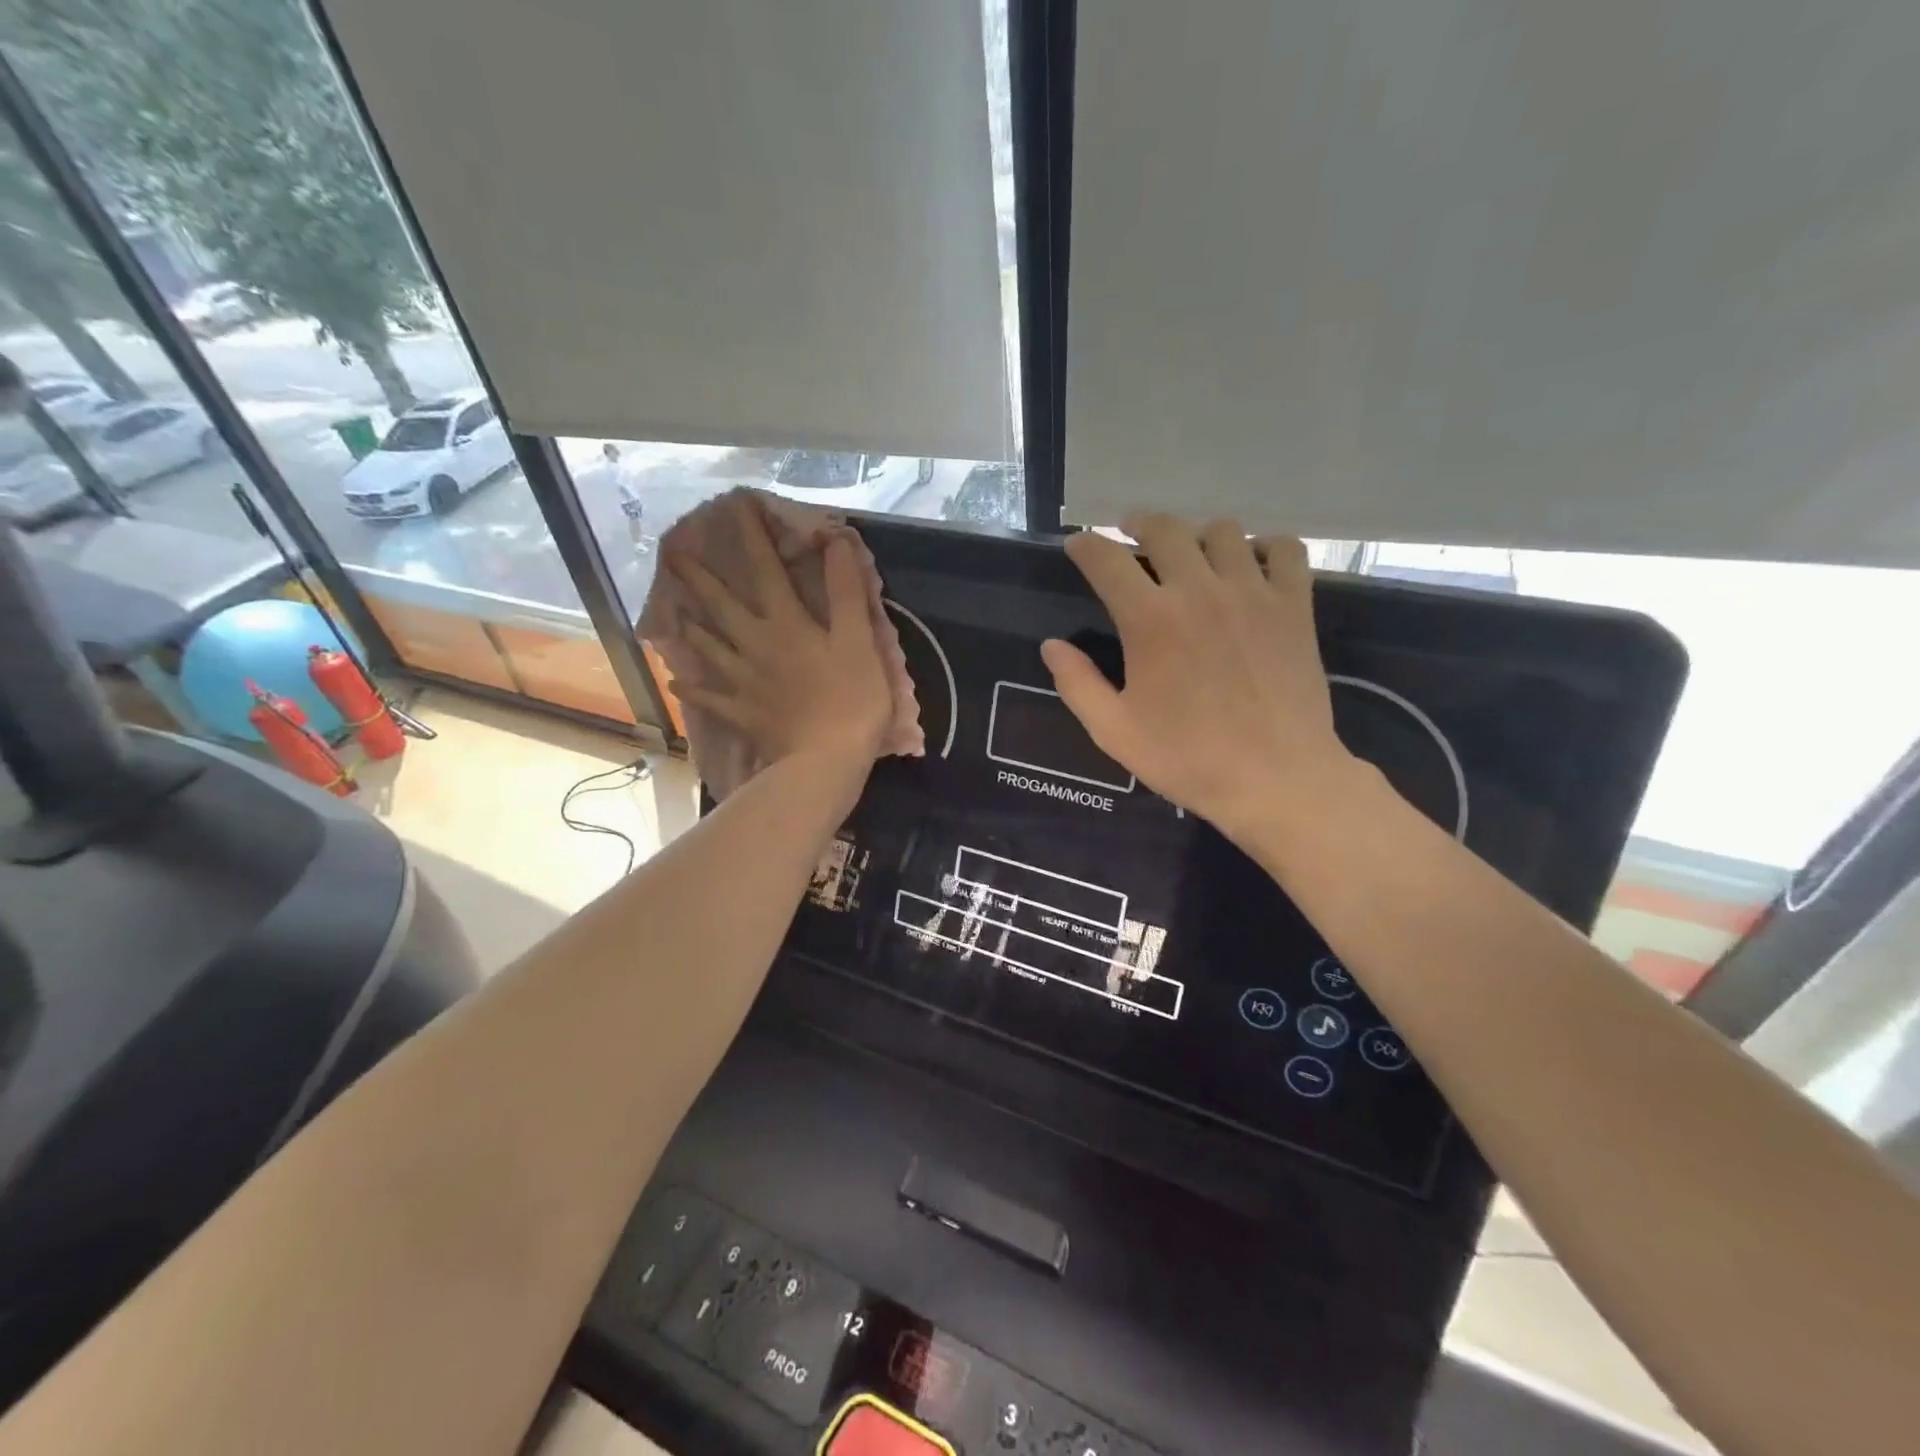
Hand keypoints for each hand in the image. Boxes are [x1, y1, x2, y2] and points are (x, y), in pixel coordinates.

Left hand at [666, 494, 891, 768]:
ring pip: (707, 647)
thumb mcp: (858, 641)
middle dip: (698, 576)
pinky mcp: (740, 713)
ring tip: (673, 611)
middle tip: (671, 553)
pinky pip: (708, 697)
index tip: (733, 505)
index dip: (750, 535)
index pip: (765, 568)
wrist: (823, 762)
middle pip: (720, 604)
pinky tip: (675, 680)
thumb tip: (833, 540)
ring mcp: (742, 681)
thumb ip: (846, 591)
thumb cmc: (850, 700)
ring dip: (689, 626)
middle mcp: (754, 644)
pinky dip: (691, 687)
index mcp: (785, 623)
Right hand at [1041, 514, 1352, 837]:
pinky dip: (1264, 548)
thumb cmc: (1188, 759)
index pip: (1107, 560)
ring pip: (1223, 531)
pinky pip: (1284, 549)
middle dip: (1138, 524)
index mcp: (1150, 620)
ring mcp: (1253, 593)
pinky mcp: (1294, 606)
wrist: (1276, 779)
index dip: (1086, 546)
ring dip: (1197, 535)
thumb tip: (1052, 646)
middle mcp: (1199, 591)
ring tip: (1190, 554)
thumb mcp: (1115, 731)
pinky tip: (1251, 568)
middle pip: (1165, 529)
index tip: (1078, 545)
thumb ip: (1077, 684)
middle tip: (1130, 535)